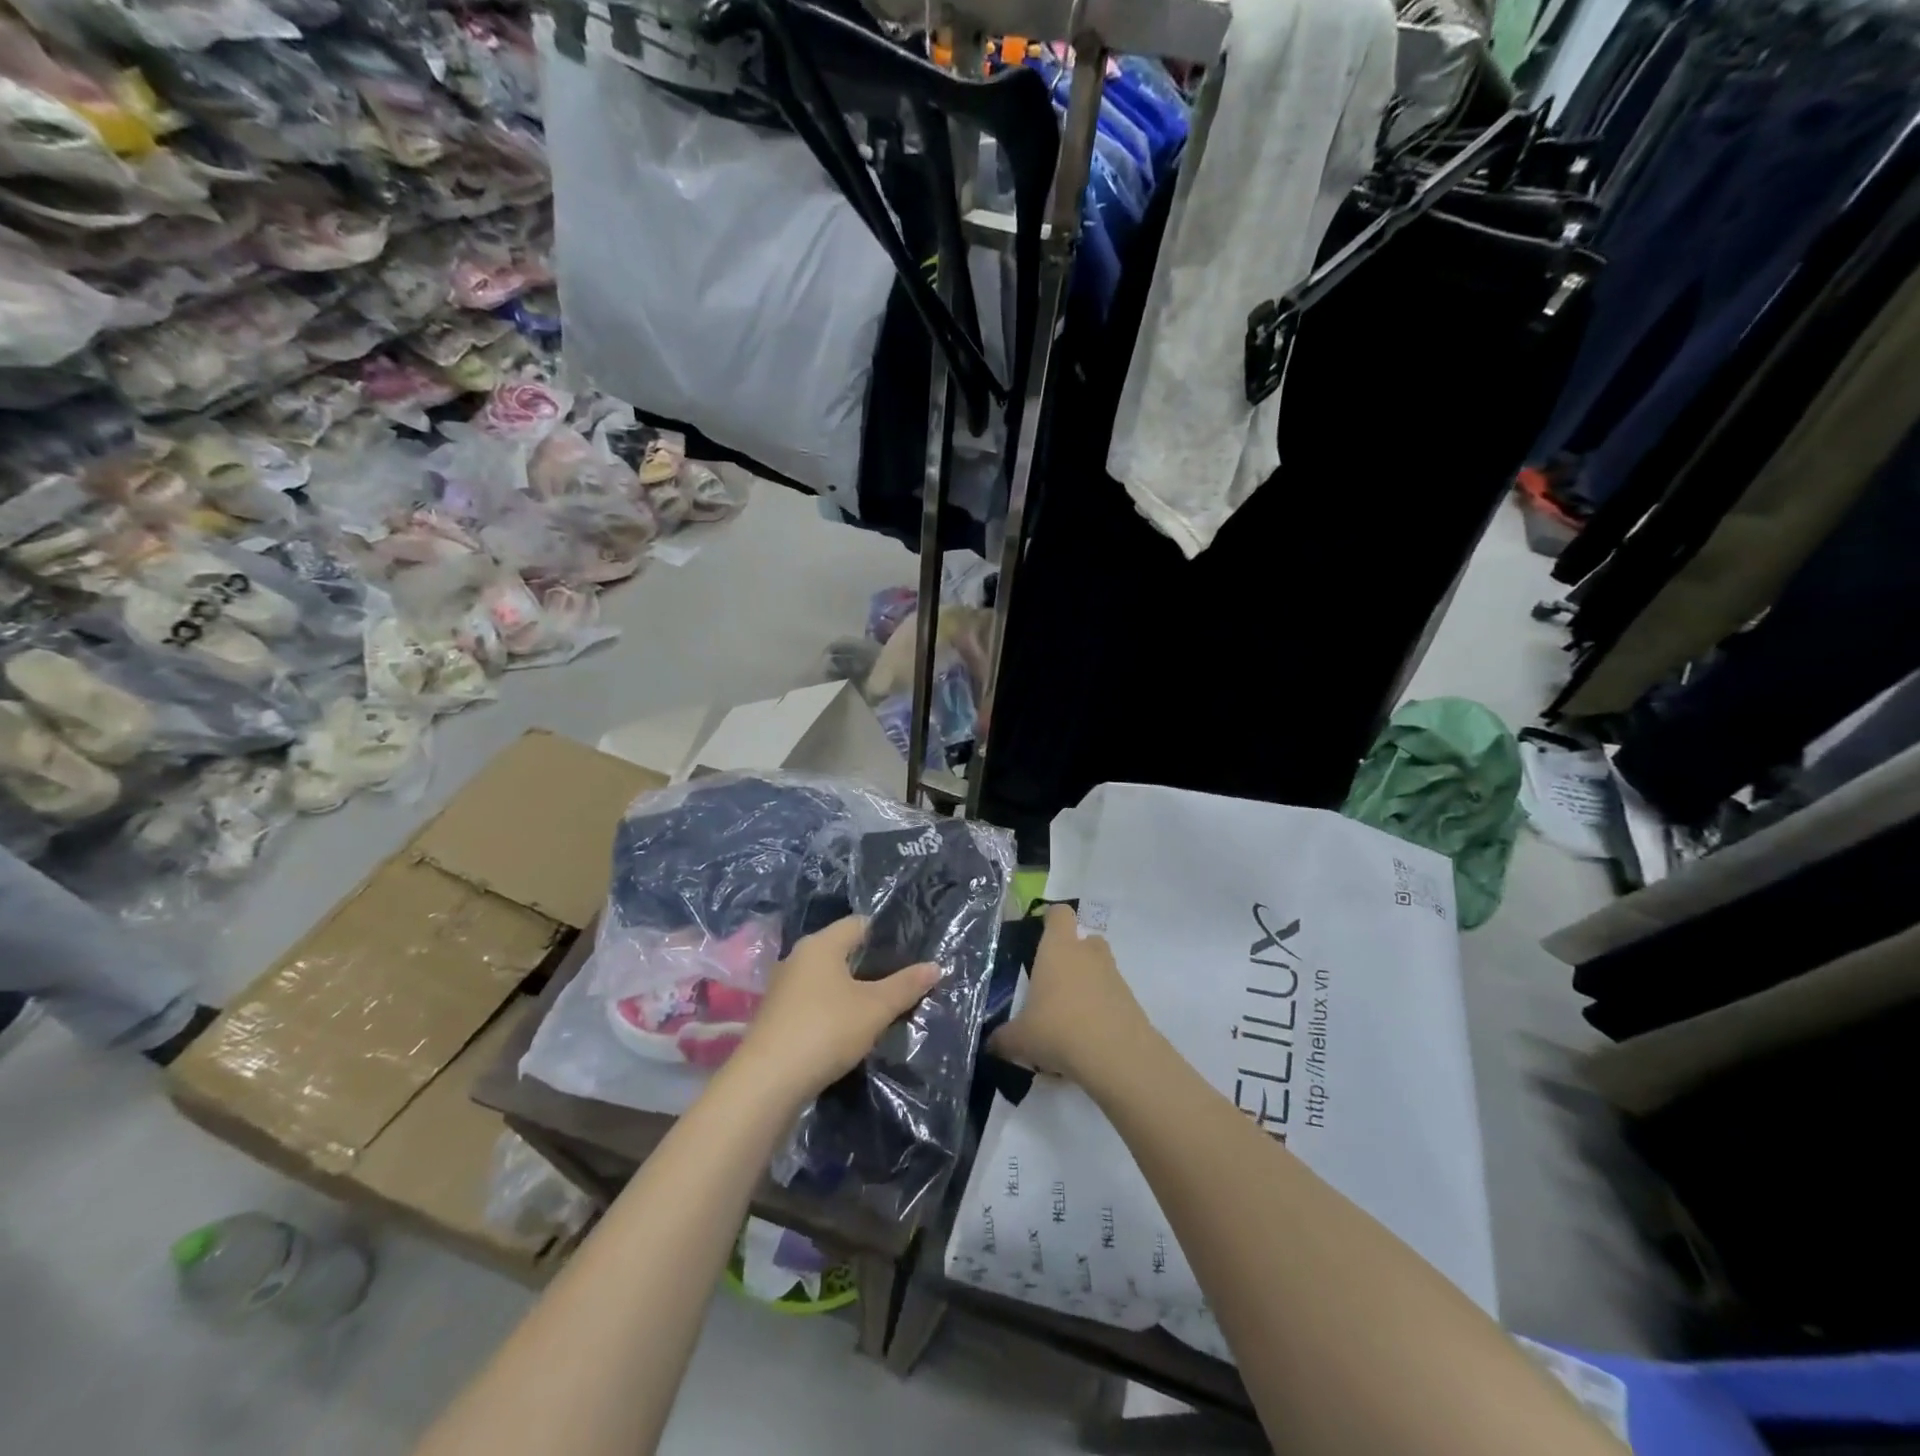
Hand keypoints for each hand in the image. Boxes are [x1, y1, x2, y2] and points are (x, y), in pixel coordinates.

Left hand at [730, 916, 938, 1103]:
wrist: (766, 1083)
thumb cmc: (825, 1030)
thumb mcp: (875, 1008)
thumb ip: (906, 985)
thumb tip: (935, 966)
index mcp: (820, 944)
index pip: (860, 924)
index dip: (888, 936)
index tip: (913, 954)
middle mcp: (798, 958)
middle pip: (844, 952)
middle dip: (873, 966)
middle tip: (904, 982)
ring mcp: (784, 988)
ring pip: (829, 980)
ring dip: (854, 991)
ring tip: (884, 1008)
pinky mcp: (777, 1017)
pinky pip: (815, 1002)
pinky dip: (835, 1010)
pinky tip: (852, 1030)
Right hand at [990, 903, 1154, 1084]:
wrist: (1117, 1055)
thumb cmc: (1058, 1029)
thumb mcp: (1020, 1038)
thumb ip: (1003, 1037)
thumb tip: (992, 1043)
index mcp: (1058, 948)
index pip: (1059, 914)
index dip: (1051, 919)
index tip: (1040, 935)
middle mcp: (1088, 953)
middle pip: (1084, 940)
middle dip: (1071, 956)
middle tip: (1053, 982)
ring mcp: (1114, 975)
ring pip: (1100, 968)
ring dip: (1088, 983)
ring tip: (1069, 1015)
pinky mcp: (1131, 1000)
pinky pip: (1112, 996)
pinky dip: (1101, 1008)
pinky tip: (1087, 1037)